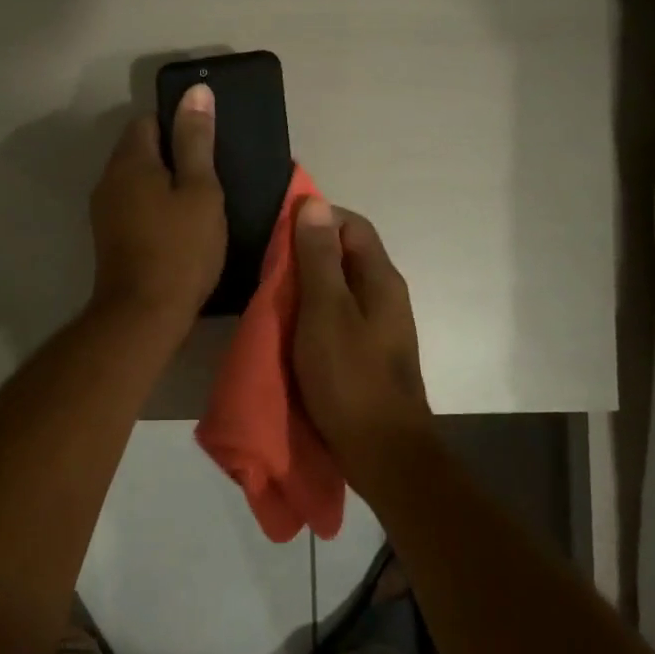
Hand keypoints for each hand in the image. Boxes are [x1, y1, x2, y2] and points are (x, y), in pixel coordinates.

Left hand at [88, 84, 225, 328]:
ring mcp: (104, 210)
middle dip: (173, 154)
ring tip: (200, 200)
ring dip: (164, 182)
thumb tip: (196, 91)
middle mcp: (108, 179)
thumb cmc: (180, 248)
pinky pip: (134, 204)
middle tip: (211, 173)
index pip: (149, 120)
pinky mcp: (109, 237)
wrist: (144, 314)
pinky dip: (155, 206)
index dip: (179, 124)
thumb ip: (197, 140)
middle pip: (140, 149)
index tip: (208, 143)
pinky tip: (179, 225)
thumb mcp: (200, 190)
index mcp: (130, 161)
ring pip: (137, 180)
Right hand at [291, 199, 435, 494]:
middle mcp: (386, 295)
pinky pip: (339, 316)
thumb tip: (314, 202)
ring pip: (341, 287)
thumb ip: (319, 258)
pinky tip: (291, 328)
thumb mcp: (326, 311)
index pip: (351, 224)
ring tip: (273, 293)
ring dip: (309, 284)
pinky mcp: (369, 352)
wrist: (382, 451)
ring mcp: (380, 326)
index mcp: (381, 278)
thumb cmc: (350, 377)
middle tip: (268, 264)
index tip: (278, 230)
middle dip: (308, 252)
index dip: (316, 218)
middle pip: (347, 254)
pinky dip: (315, 313)